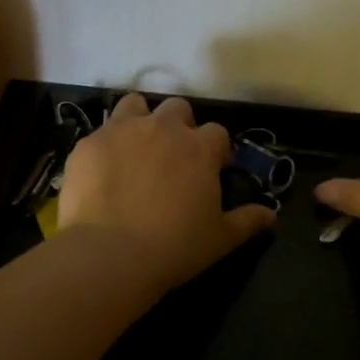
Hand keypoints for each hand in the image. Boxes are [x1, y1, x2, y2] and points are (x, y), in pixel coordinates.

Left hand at [58, 94, 276, 293]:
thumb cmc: (175, 247)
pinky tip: (102, 173)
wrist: (110, 254)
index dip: (215, 150)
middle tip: (172, 158)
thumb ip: (247, 221)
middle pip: (177, 109)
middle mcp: (162, 128)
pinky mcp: (88, 144)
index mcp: (199, 148)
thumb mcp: (220, 239)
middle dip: (178, 126)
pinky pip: (99, 133)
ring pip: (135, 105)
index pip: (217, 133)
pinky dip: (105, 147)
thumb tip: (271, 215)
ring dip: (140, 120)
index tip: (210, 169)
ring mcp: (121, 131)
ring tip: (135, 150)